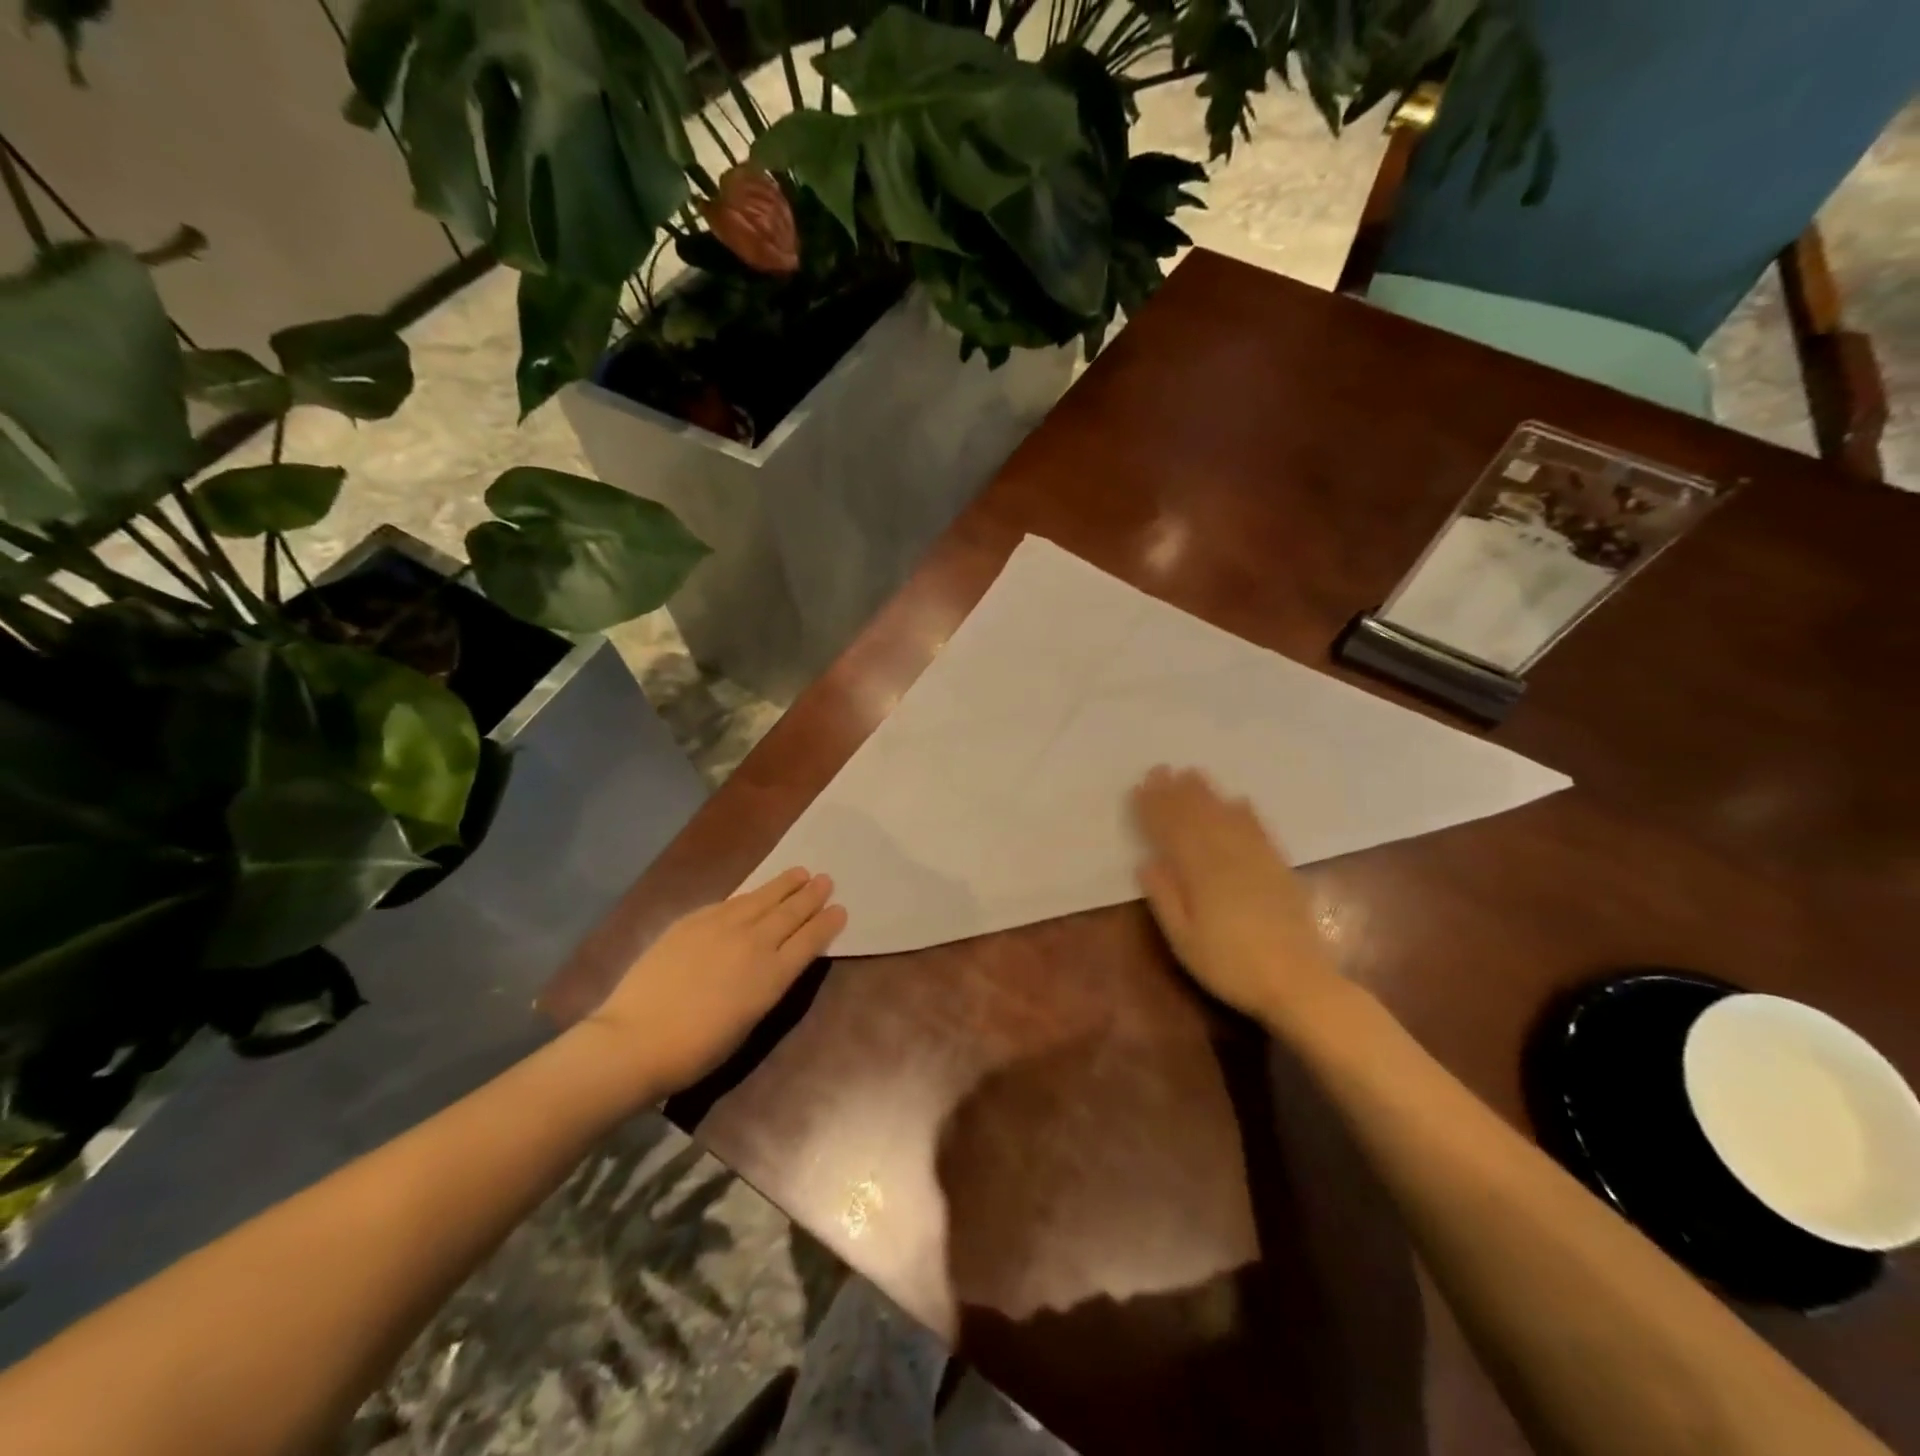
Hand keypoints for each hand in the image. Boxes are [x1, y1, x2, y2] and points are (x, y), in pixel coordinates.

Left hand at [582, 868, 846, 1097]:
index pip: (810, 940)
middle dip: (810, 896)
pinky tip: (753, 893)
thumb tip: (774, 962)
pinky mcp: (693, 921)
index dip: (827, 923)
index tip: (840, 909)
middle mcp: (753, 943)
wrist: (635, 1040)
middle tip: (825, 880)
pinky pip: (730, 902)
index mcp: (772, 976)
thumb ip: (766, 985)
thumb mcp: (747, 1022)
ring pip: (762, 898)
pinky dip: (748, 895)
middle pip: (790, 912)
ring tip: (799, 873)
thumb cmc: (696, 1049)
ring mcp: (722, 927)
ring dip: (784, 885)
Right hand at [1129, 767, 1343, 1029]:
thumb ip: (1165, 899)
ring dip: (1207, 794)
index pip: (1172, 832)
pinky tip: (1238, 801)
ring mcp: (1257, 861)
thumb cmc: (1230, 967)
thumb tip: (1147, 862)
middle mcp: (1228, 858)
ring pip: (1227, 817)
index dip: (1155, 809)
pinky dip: (1246, 813)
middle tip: (1161, 770)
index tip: (1140, 788)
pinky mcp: (1279, 869)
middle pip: (1199, 817)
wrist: (1298, 984)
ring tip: (1191, 773)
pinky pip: (1260, 831)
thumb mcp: (1185, 942)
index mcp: (1201, 875)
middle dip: (1177, 793)